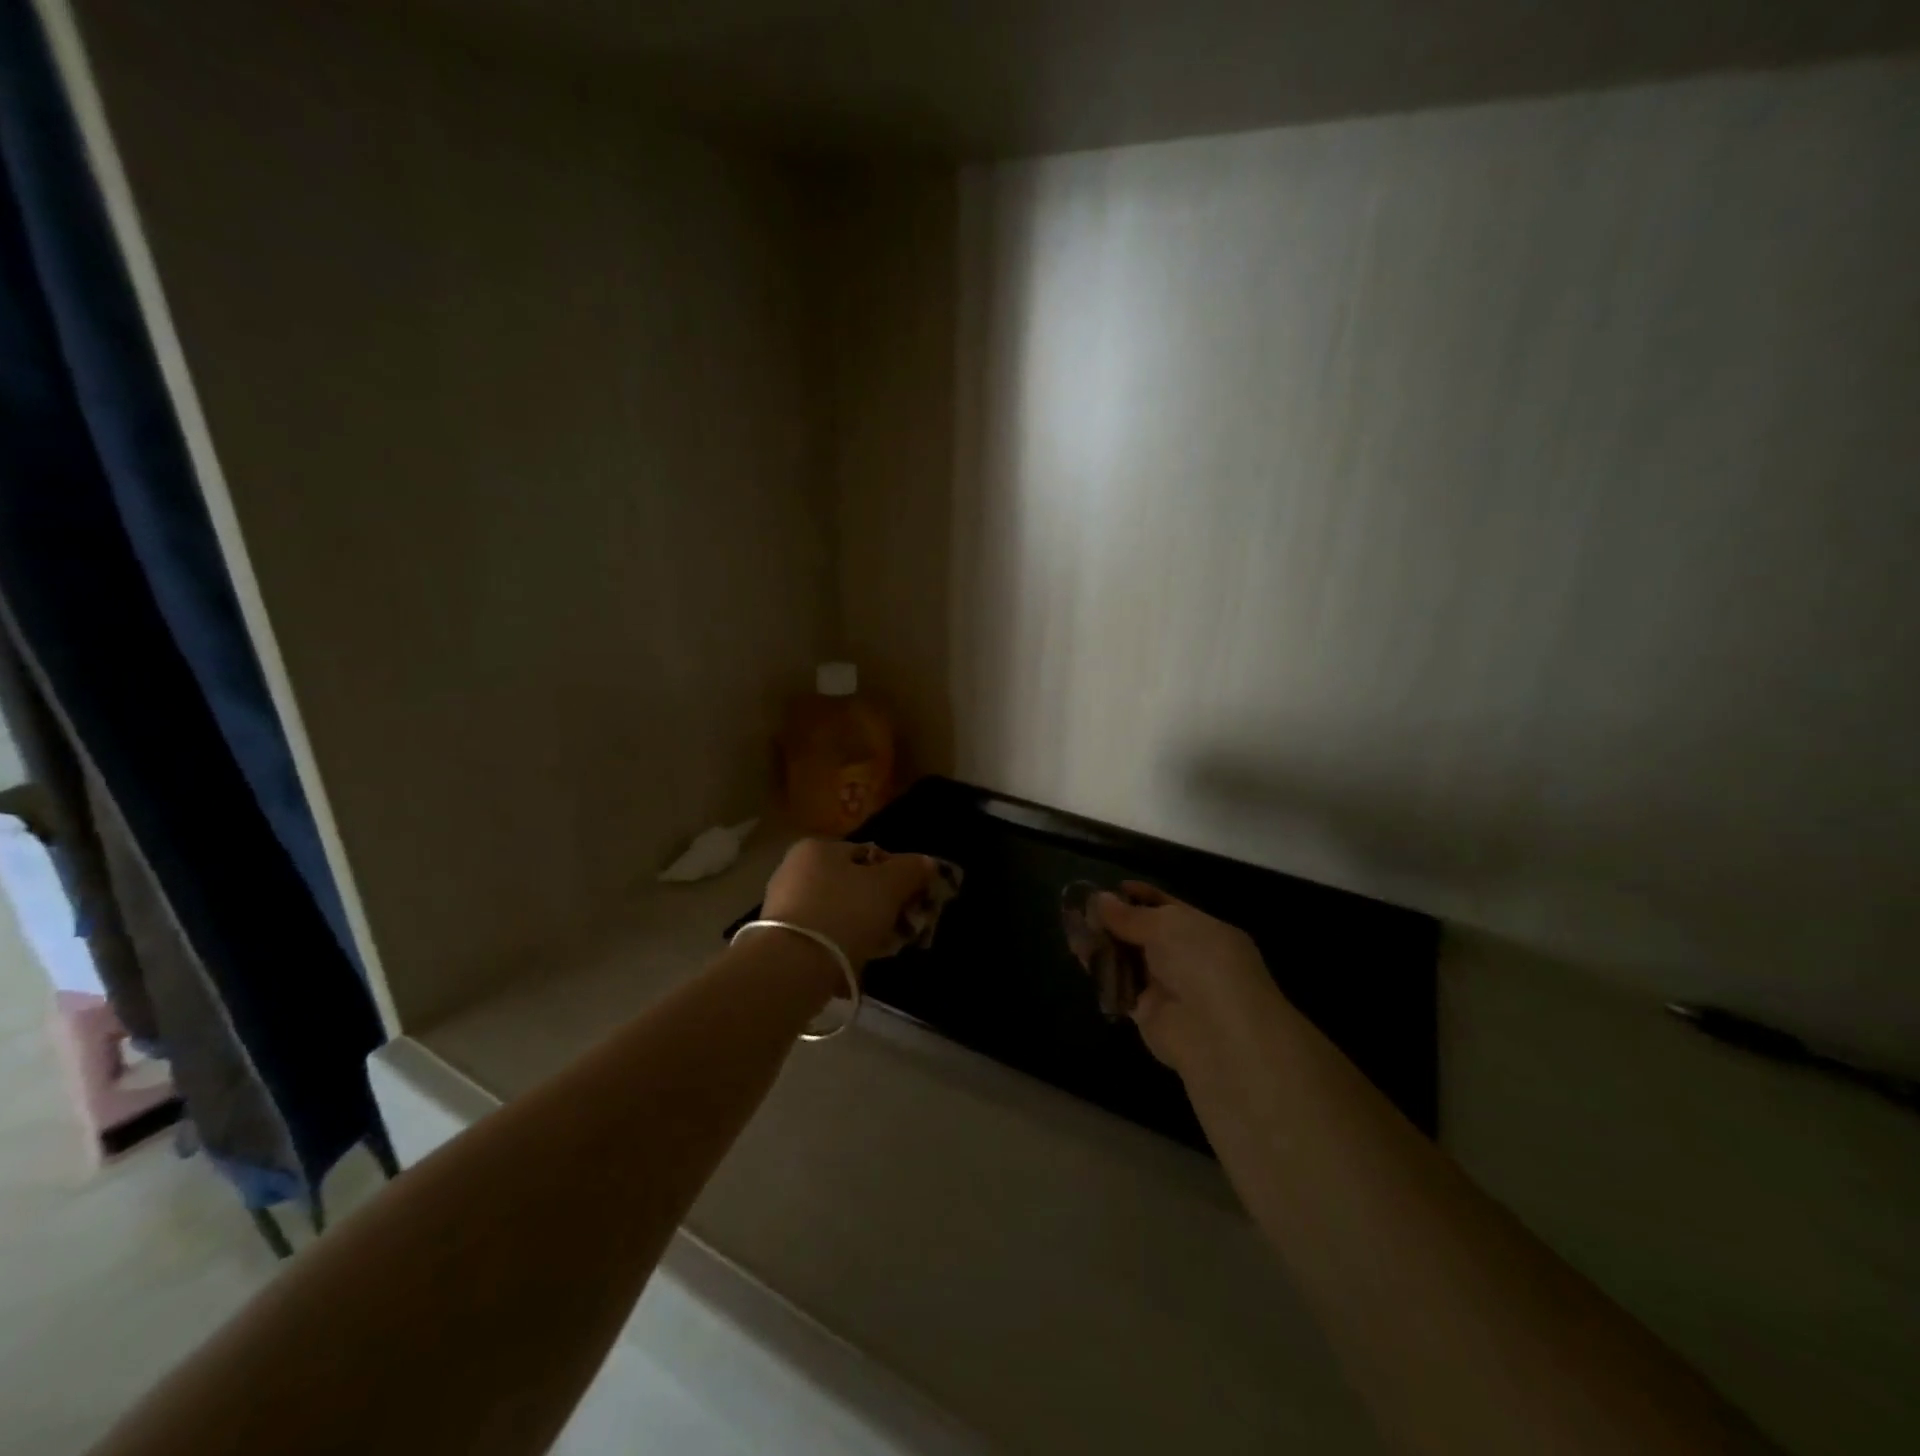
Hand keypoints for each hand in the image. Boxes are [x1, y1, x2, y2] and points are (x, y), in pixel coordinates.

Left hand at [762, 839, 938, 968]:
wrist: (792, 968)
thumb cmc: (844, 913)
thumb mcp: (888, 887)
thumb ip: (911, 870)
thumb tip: (927, 862)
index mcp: (817, 847)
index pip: (868, 854)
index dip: (896, 875)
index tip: (911, 900)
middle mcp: (794, 869)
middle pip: (852, 884)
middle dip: (879, 904)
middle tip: (899, 928)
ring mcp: (783, 905)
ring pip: (838, 911)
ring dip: (861, 927)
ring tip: (880, 949)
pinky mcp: (778, 938)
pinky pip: (821, 935)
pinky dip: (840, 945)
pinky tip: (855, 963)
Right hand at [1093, 883, 1285, 1072]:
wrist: (1218, 1035)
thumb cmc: (1202, 963)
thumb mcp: (1168, 926)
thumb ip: (1131, 915)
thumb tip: (1100, 899)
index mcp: (1204, 930)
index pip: (1167, 906)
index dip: (1138, 896)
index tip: (1107, 888)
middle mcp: (1187, 956)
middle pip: (1143, 933)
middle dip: (1114, 920)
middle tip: (1079, 908)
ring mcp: (1167, 985)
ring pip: (1129, 959)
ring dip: (1103, 944)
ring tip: (1072, 928)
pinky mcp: (1147, 1013)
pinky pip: (1120, 986)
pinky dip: (1101, 972)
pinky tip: (1079, 955)